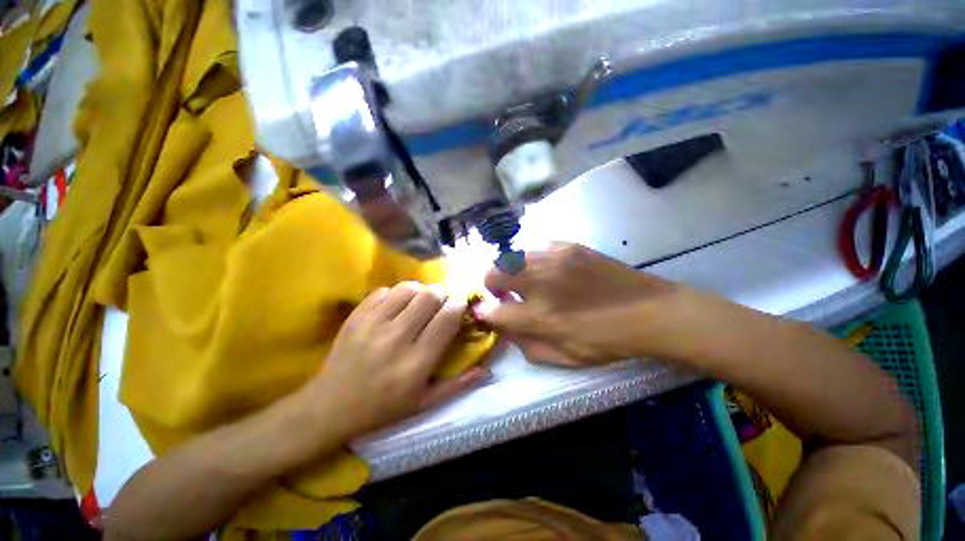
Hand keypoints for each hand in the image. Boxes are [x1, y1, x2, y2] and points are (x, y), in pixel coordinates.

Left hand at [304, 282, 488, 438]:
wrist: (331, 406)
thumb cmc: (383, 407)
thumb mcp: (424, 404)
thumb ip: (458, 385)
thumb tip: (486, 369)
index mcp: (416, 362)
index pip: (446, 319)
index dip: (458, 305)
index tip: (460, 306)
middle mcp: (396, 338)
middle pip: (429, 296)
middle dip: (442, 294)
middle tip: (441, 303)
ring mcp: (372, 324)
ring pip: (407, 288)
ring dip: (420, 291)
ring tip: (420, 303)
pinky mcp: (356, 316)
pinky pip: (383, 291)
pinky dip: (395, 294)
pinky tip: (396, 307)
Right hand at [475, 243, 678, 365]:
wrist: (650, 311)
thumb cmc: (606, 340)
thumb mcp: (565, 356)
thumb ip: (527, 345)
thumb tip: (503, 327)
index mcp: (541, 317)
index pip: (494, 312)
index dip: (484, 313)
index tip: (485, 312)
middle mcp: (542, 282)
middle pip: (494, 273)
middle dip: (490, 285)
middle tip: (504, 295)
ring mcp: (554, 258)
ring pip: (510, 256)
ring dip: (508, 270)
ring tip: (523, 281)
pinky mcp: (567, 246)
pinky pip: (533, 248)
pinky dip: (529, 260)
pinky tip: (544, 270)